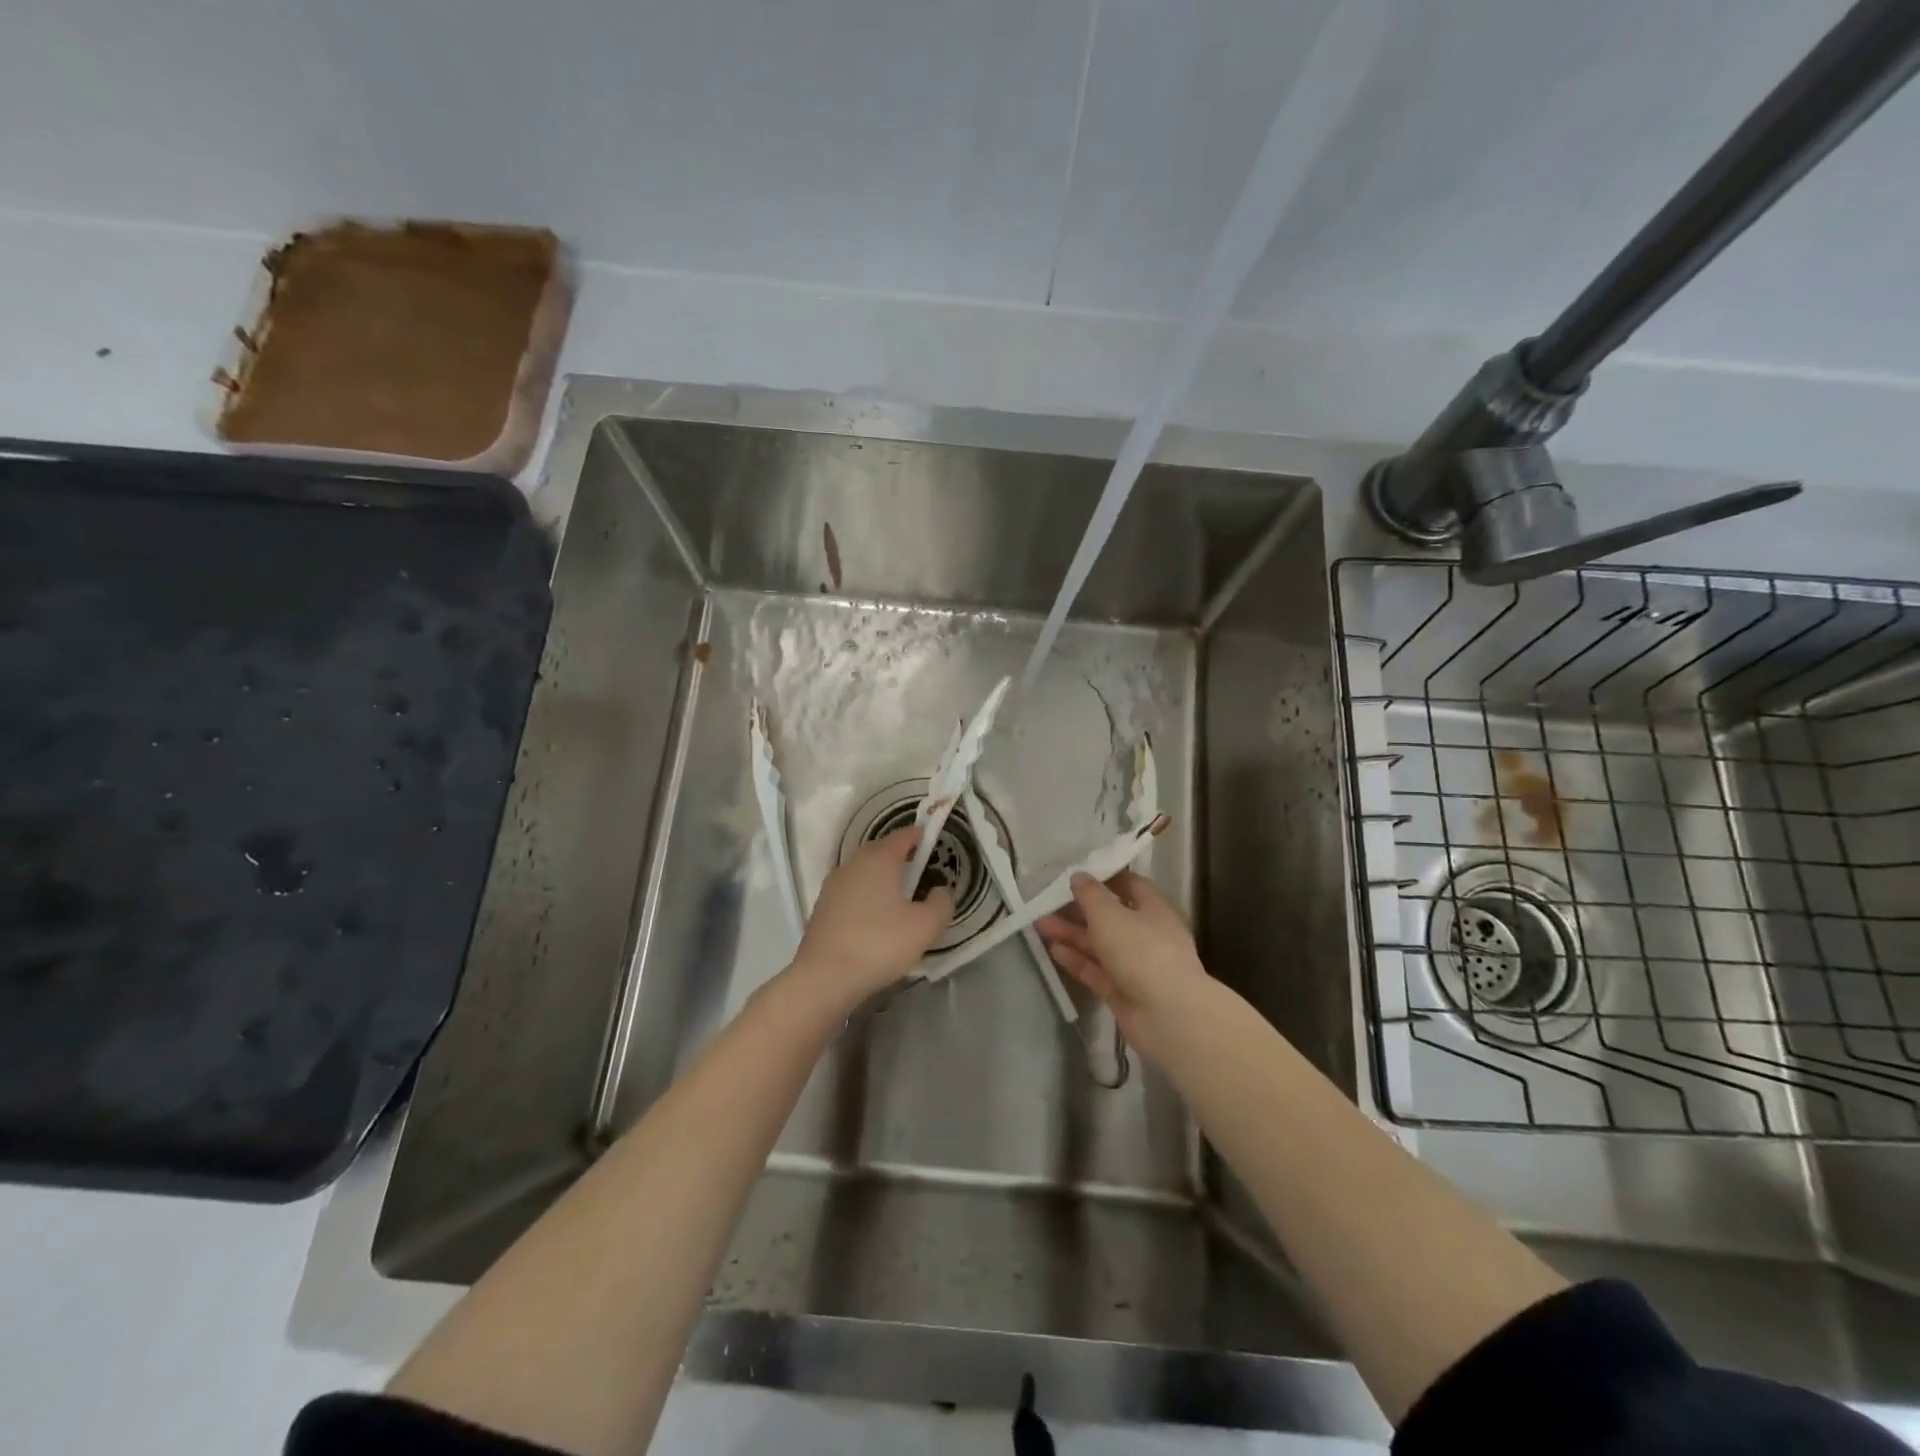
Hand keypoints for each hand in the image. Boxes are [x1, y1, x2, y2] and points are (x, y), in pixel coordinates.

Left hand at [790, 827, 951, 1009]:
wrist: (824, 977)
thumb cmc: (880, 944)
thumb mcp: (925, 926)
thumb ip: (941, 904)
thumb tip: (940, 891)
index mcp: (879, 859)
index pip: (903, 836)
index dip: (920, 836)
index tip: (932, 841)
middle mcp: (853, 864)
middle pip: (880, 851)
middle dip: (900, 856)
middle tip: (920, 869)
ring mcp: (833, 886)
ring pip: (864, 872)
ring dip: (881, 877)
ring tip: (899, 895)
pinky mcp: (822, 908)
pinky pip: (852, 891)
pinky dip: (866, 896)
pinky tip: (875, 917)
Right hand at [1035, 870, 1210, 1063]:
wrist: (1167, 1016)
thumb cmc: (1141, 951)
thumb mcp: (1109, 915)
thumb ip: (1090, 895)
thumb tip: (1079, 876)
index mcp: (1154, 910)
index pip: (1131, 886)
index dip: (1106, 878)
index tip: (1078, 874)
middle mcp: (1147, 936)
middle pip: (1110, 917)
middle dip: (1079, 910)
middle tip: (1048, 902)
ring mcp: (1136, 967)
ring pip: (1100, 945)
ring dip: (1072, 934)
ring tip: (1040, 924)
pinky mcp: (1123, 993)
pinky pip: (1097, 971)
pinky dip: (1077, 960)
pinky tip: (1054, 951)